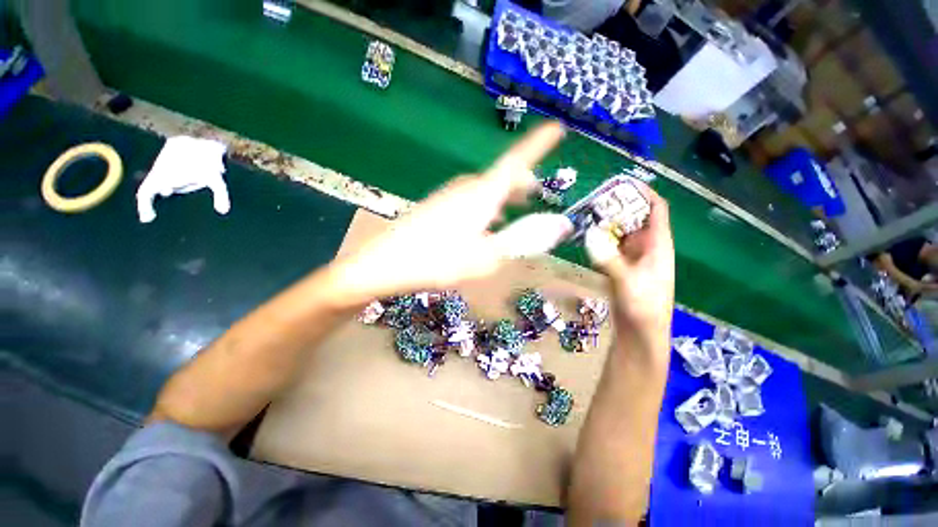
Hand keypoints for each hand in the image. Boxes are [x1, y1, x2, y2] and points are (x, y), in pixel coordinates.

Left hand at [332, 123, 572, 300]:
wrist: (384, 264)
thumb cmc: (437, 261)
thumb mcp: (486, 257)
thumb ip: (522, 241)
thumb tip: (561, 225)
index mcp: (482, 195)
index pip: (517, 162)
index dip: (537, 145)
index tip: (555, 128)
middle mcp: (466, 188)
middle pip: (501, 176)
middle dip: (521, 182)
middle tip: (535, 192)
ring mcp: (449, 195)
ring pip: (485, 189)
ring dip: (503, 195)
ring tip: (514, 209)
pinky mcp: (437, 206)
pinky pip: (470, 199)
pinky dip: (485, 205)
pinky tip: (483, 223)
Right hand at [584, 183, 674, 336]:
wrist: (640, 333)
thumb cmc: (643, 307)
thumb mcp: (628, 282)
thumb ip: (609, 259)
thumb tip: (590, 234)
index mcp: (658, 246)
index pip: (656, 211)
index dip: (644, 194)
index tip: (624, 183)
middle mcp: (647, 247)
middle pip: (635, 218)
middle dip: (619, 207)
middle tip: (595, 199)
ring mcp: (633, 257)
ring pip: (621, 232)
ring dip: (607, 223)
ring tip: (587, 214)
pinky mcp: (621, 267)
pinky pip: (611, 246)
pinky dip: (600, 239)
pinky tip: (586, 236)